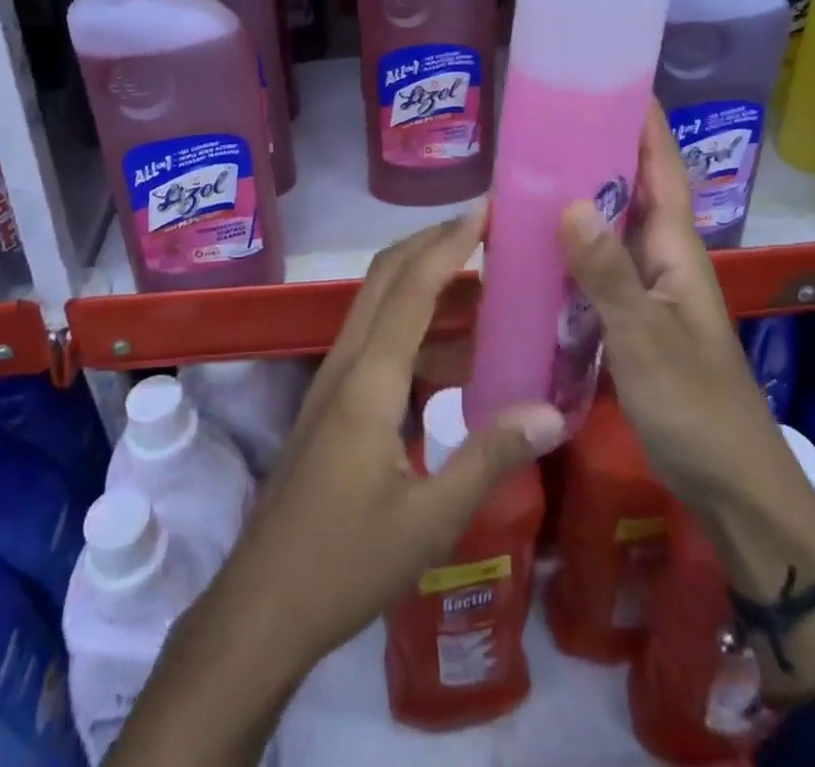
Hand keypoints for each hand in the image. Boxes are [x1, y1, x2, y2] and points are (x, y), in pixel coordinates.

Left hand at [203, 206, 564, 682]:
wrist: (261, 606)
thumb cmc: (344, 564)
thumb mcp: (430, 520)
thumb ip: (490, 458)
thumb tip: (552, 411)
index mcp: (369, 380)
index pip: (413, 286)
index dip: (450, 241)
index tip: (487, 208)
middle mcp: (346, 363)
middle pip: (387, 277)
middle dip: (433, 242)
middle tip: (488, 230)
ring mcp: (334, 381)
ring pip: (380, 305)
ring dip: (426, 282)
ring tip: (485, 284)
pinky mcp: (333, 403)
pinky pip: (378, 341)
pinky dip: (417, 328)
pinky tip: (456, 356)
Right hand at [556, 102, 780, 512]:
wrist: (731, 486)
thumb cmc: (696, 407)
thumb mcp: (646, 340)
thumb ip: (607, 274)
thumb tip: (567, 200)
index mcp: (676, 247)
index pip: (660, 164)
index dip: (639, 117)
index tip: (603, 75)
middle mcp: (662, 255)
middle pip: (630, 185)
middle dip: (595, 146)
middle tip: (539, 119)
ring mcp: (647, 286)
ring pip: (610, 224)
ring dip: (577, 194)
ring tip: (524, 169)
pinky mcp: (631, 315)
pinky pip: (596, 263)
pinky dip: (569, 245)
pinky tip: (532, 245)